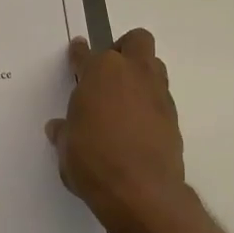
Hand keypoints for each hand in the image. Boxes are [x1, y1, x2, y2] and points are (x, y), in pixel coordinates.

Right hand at [46, 30, 191, 232]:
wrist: (141, 191)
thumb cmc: (93, 161)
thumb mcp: (66, 147)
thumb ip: (65, 132)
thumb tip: (60, 128)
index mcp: (99, 73)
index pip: (86, 54)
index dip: (79, 53)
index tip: (77, 51)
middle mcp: (132, 74)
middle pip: (136, 41)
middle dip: (123, 49)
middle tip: (108, 71)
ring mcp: (157, 94)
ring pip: (154, 66)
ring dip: (140, 74)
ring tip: (123, 98)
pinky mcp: (173, 117)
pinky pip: (160, 97)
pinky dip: (148, 103)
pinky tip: (135, 125)